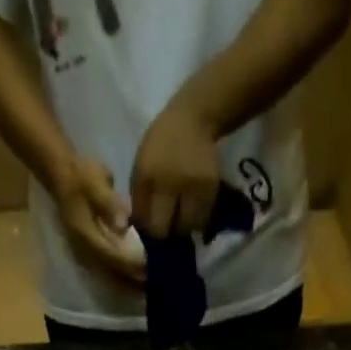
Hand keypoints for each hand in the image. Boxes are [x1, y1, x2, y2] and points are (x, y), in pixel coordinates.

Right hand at [45, 156, 144, 286]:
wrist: (62, 177)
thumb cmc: (81, 177)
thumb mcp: (94, 181)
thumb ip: (108, 203)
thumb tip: (123, 225)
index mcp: (87, 237)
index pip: (113, 257)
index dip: (133, 265)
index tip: (152, 268)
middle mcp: (86, 253)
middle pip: (113, 274)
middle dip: (134, 280)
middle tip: (157, 282)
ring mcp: (86, 257)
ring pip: (111, 278)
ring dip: (129, 284)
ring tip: (149, 286)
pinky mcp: (89, 256)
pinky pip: (108, 274)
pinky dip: (123, 279)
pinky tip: (137, 281)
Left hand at [131, 94, 221, 238]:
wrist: (194, 118)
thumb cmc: (162, 143)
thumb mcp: (141, 164)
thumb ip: (140, 197)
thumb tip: (141, 229)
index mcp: (147, 176)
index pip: (144, 221)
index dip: (147, 228)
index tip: (151, 224)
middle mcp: (169, 183)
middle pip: (164, 230)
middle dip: (164, 231)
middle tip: (167, 226)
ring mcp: (192, 187)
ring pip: (185, 228)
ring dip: (182, 228)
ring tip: (181, 218)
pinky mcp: (210, 189)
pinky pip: (202, 219)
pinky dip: (197, 220)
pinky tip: (193, 211)